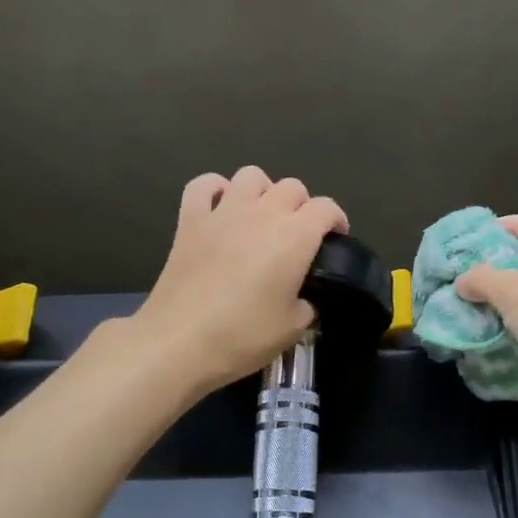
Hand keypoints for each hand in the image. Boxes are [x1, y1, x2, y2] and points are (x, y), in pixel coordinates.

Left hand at [133, 167, 348, 392]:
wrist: (180, 341)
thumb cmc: (243, 335)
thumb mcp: (293, 328)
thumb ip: (307, 304)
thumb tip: (302, 298)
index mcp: (295, 236)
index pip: (326, 208)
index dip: (336, 220)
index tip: (335, 239)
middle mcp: (262, 213)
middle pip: (292, 187)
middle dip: (302, 206)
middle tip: (299, 235)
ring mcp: (223, 211)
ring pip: (251, 176)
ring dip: (263, 191)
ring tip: (261, 217)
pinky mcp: (190, 219)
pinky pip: (204, 185)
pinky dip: (215, 190)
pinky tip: (220, 208)